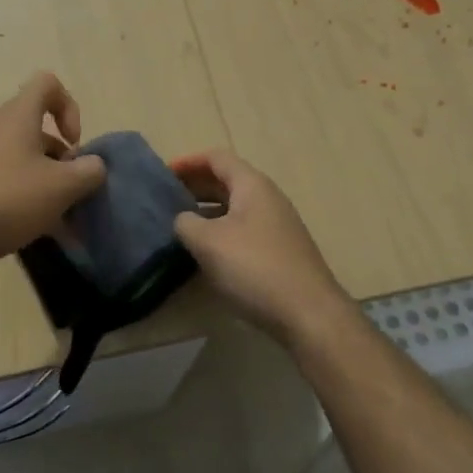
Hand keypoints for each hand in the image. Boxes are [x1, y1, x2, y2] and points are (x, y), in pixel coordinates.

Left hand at [0, 72, 106, 272]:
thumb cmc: (8, 199)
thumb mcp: (61, 187)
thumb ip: (88, 172)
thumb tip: (94, 165)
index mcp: (18, 116)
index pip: (47, 84)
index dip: (70, 106)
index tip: (74, 143)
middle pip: (38, 127)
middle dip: (62, 157)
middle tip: (70, 187)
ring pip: (25, 158)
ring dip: (47, 181)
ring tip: (60, 218)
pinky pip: (8, 180)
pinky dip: (27, 198)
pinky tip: (36, 229)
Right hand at [172, 150, 349, 345]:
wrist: (309, 315)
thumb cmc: (255, 268)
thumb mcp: (208, 242)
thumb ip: (186, 223)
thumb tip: (182, 220)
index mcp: (252, 185)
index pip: (217, 158)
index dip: (188, 162)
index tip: (163, 174)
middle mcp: (267, 198)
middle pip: (227, 181)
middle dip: (195, 186)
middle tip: (166, 200)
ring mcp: (277, 226)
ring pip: (235, 208)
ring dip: (207, 212)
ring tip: (180, 226)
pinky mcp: (280, 252)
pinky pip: (243, 230)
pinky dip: (220, 232)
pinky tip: (206, 254)